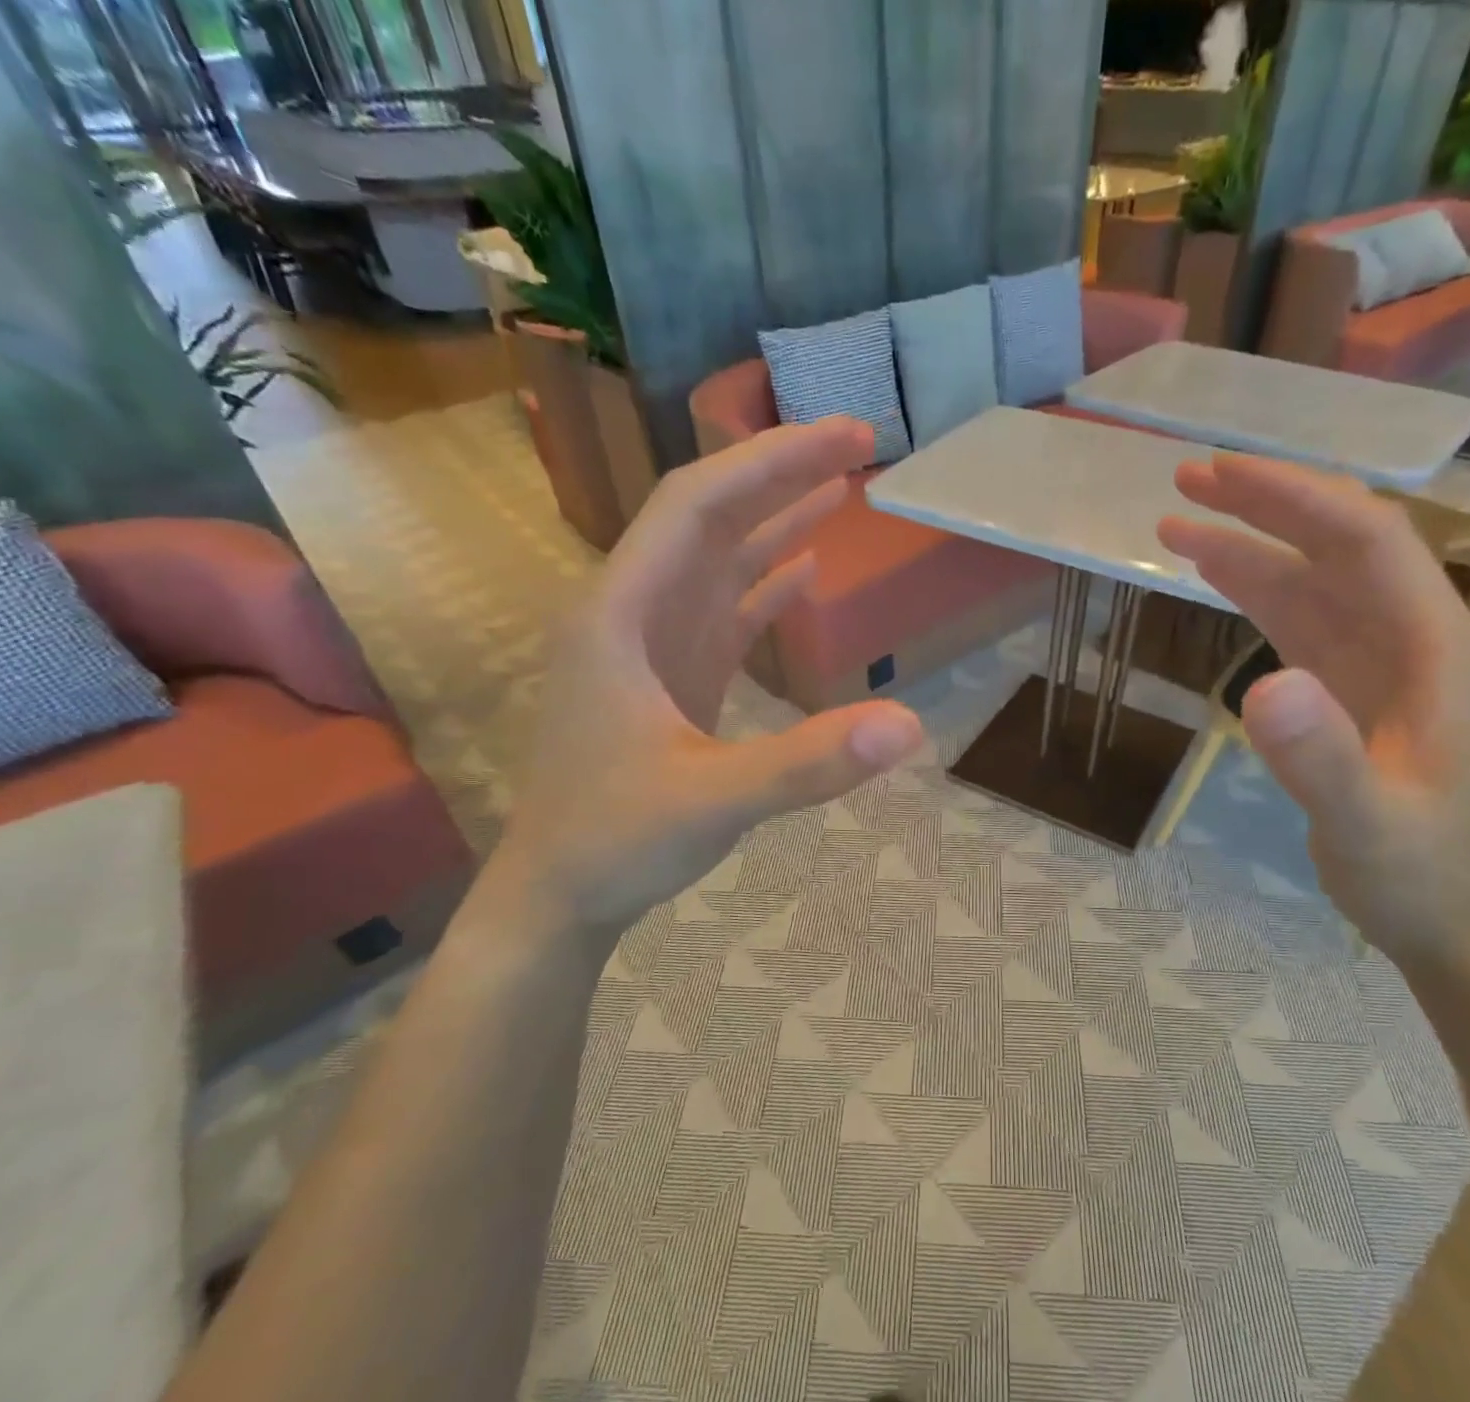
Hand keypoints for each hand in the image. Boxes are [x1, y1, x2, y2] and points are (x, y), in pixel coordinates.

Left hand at [491, 418, 923, 931]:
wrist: (560, 895)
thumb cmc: (616, 842)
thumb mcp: (713, 801)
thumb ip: (808, 762)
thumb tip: (909, 725)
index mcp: (620, 616)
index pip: (695, 506)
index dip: (768, 462)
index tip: (841, 437)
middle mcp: (632, 613)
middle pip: (710, 520)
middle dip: (782, 475)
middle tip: (859, 443)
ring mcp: (653, 648)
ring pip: (717, 562)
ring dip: (776, 521)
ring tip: (842, 487)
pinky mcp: (673, 680)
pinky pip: (723, 612)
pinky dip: (765, 585)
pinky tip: (805, 568)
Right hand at [1159, 454, 1469, 977]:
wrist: (1456, 919)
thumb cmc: (1422, 874)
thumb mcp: (1369, 826)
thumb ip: (1323, 759)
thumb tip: (1263, 684)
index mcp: (1437, 649)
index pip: (1368, 541)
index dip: (1295, 499)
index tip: (1222, 477)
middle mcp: (1413, 636)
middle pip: (1339, 544)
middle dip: (1267, 503)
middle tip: (1188, 478)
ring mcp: (1381, 660)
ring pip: (1313, 578)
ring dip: (1251, 543)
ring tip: (1178, 521)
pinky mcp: (1350, 685)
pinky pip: (1300, 619)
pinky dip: (1256, 588)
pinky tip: (1217, 574)